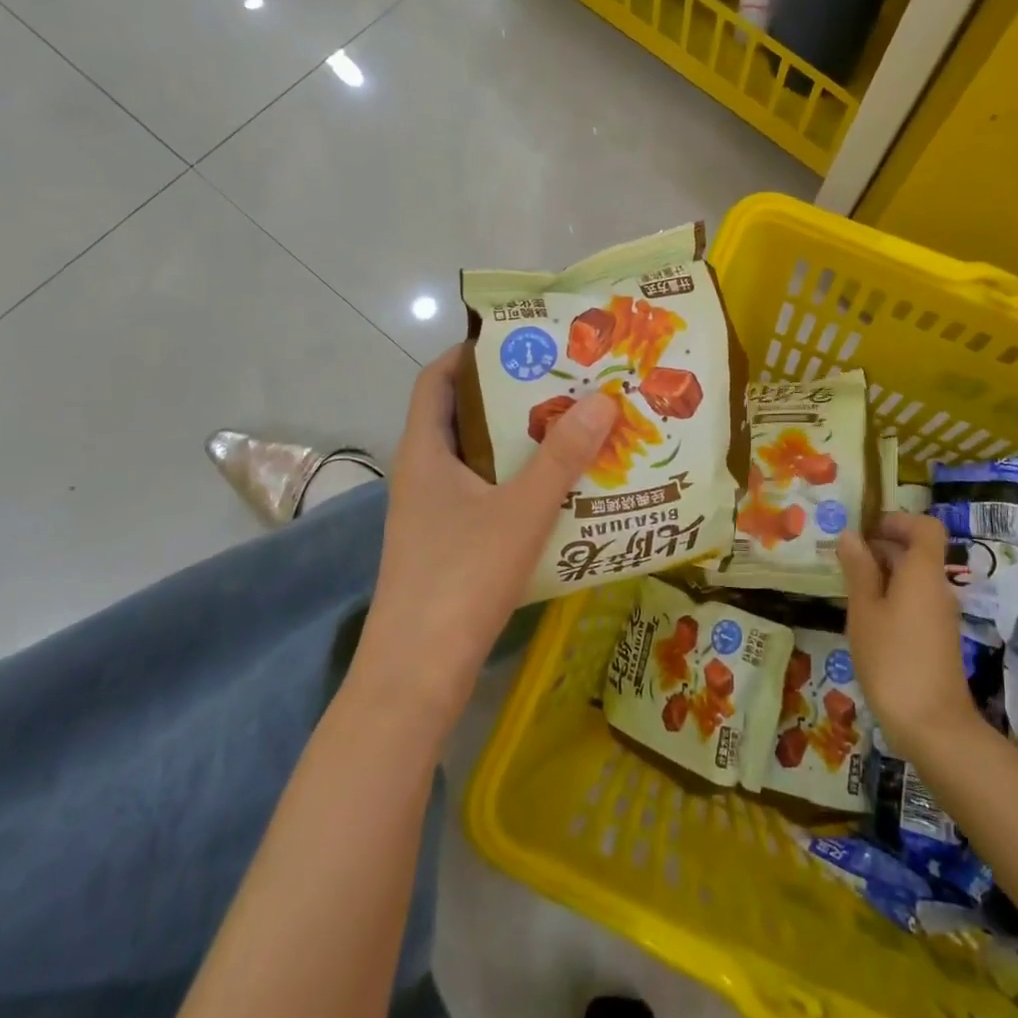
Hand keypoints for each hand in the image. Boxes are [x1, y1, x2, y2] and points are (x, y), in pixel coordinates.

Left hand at [350, 346, 617, 737]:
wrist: (415, 676)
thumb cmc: (460, 578)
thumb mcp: (520, 511)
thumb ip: (562, 456)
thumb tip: (602, 399)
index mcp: (425, 452)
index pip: (436, 379)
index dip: (470, 353)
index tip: (521, 341)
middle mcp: (423, 474)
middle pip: (464, 416)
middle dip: (511, 396)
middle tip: (566, 381)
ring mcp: (433, 513)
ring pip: (479, 459)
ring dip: (520, 443)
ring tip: (574, 427)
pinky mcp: (448, 546)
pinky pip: (485, 495)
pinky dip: (518, 482)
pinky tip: (560, 491)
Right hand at [836, 513, 979, 758]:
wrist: (934, 727)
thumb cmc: (892, 660)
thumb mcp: (864, 611)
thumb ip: (858, 570)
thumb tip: (851, 536)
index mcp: (923, 572)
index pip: (926, 527)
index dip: (898, 521)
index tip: (867, 530)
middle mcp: (938, 587)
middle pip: (917, 552)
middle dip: (882, 547)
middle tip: (844, 559)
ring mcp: (941, 615)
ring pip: (914, 579)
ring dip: (884, 575)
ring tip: (849, 589)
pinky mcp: (938, 639)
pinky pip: (916, 602)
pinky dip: (893, 599)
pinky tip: (866, 619)